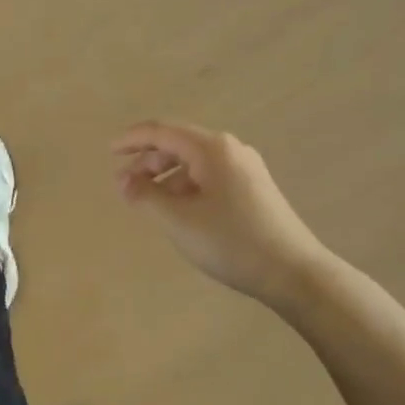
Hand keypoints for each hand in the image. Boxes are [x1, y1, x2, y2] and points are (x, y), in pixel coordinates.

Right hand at [114, 121, 333, 315]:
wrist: (295, 273)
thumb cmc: (232, 242)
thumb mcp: (179, 221)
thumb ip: (145, 196)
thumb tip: (123, 180)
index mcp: (212, 148)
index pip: (162, 131)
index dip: (132, 139)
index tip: (109, 151)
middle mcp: (230, 149)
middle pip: (179, 144)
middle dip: (147, 161)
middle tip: (124, 184)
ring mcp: (246, 168)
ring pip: (194, 162)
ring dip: (166, 176)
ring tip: (147, 200)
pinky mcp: (254, 188)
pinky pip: (209, 176)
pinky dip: (185, 186)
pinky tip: (178, 209)